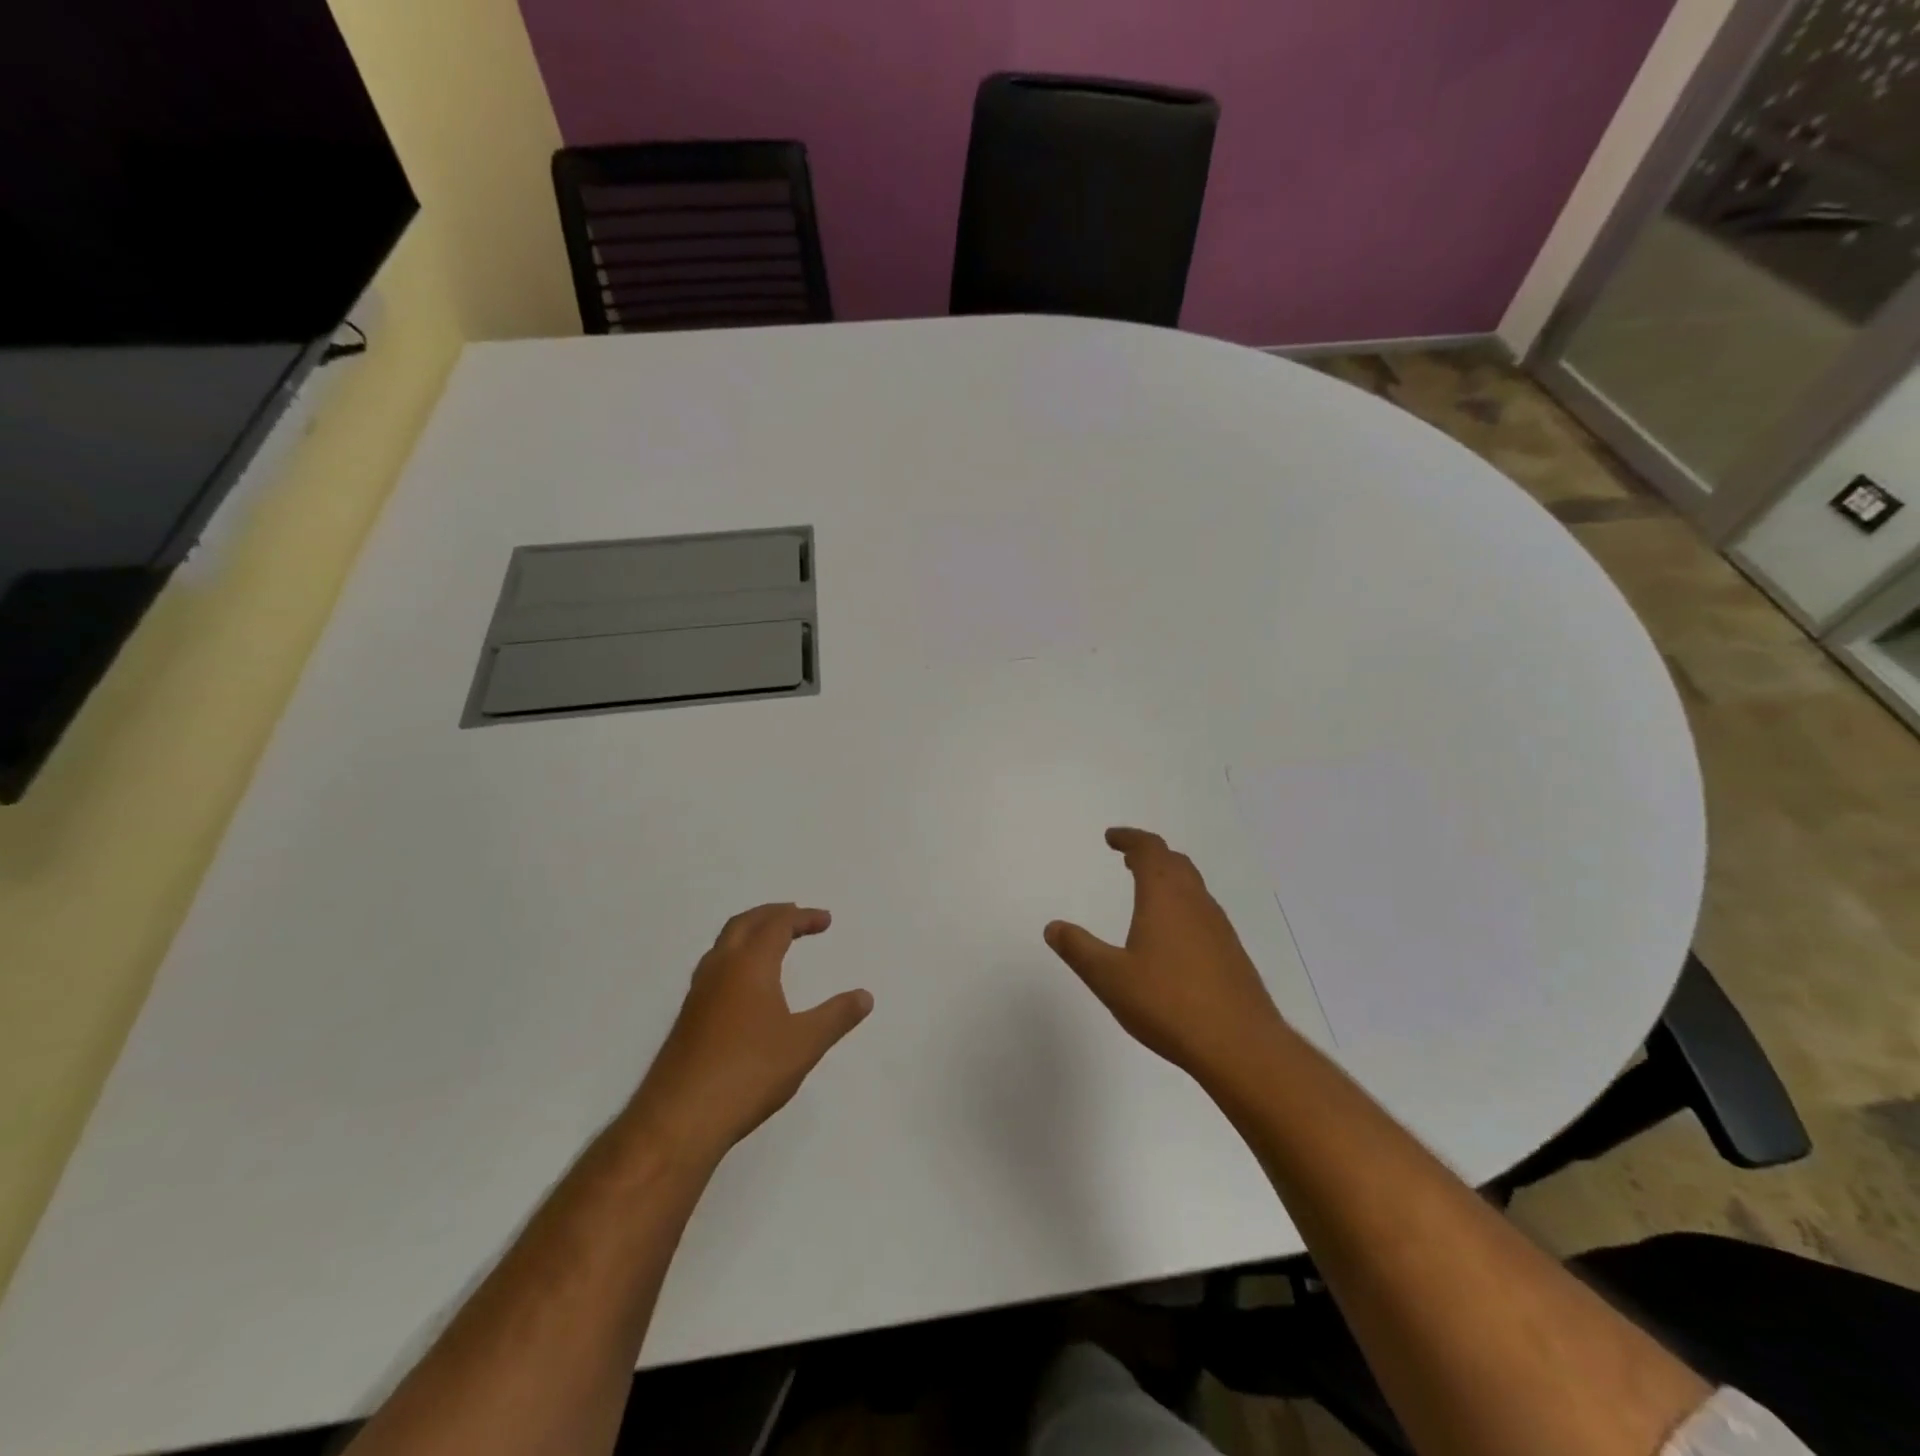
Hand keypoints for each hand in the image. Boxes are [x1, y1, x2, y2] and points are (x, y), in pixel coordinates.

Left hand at [627, 904, 872, 1165]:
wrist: (680, 1119)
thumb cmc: (749, 1072)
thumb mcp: (805, 1044)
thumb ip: (836, 1016)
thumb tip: (865, 996)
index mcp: (749, 964)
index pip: (777, 924)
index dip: (803, 918)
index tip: (825, 921)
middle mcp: (720, 969)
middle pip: (745, 924)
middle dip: (772, 914)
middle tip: (796, 916)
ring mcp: (698, 994)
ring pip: (724, 944)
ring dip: (750, 933)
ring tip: (772, 943)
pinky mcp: (688, 1018)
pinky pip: (715, 968)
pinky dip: (737, 957)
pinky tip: (746, 986)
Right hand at [1045, 828, 1288, 1088]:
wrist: (1241, 1046)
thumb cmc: (1168, 1004)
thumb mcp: (1110, 978)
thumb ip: (1079, 949)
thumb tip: (1053, 927)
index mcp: (1164, 897)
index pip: (1149, 850)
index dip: (1130, 838)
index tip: (1111, 838)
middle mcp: (1195, 903)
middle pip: (1175, 863)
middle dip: (1150, 855)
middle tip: (1128, 859)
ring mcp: (1219, 928)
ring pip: (1193, 887)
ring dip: (1169, 879)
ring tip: (1147, 892)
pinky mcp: (1231, 954)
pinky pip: (1203, 913)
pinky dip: (1183, 906)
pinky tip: (1173, 936)